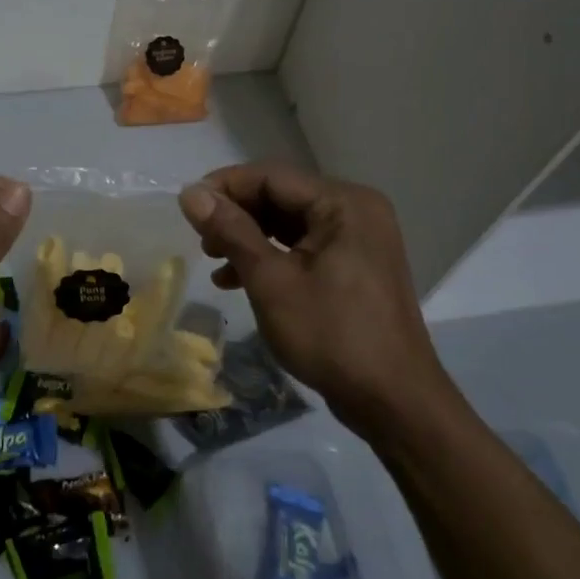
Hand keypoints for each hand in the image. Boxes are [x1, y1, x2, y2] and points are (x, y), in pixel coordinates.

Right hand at [179, 163, 462, 443]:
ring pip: (289, 223)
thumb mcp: (271, 281)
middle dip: (236, 215)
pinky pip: (303, 247)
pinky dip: (270, 257)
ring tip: (213, 260)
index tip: (186, 207)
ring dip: (248, 238)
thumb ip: (231, 231)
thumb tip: (190, 193)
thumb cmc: (331, 335)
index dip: (225, 186)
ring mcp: (358, 240)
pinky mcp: (354, 267)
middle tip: (199, 239)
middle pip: (281, 196)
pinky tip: (237, 280)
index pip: (272, 176)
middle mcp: (355, 211)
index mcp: (343, 203)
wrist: (393, 401)